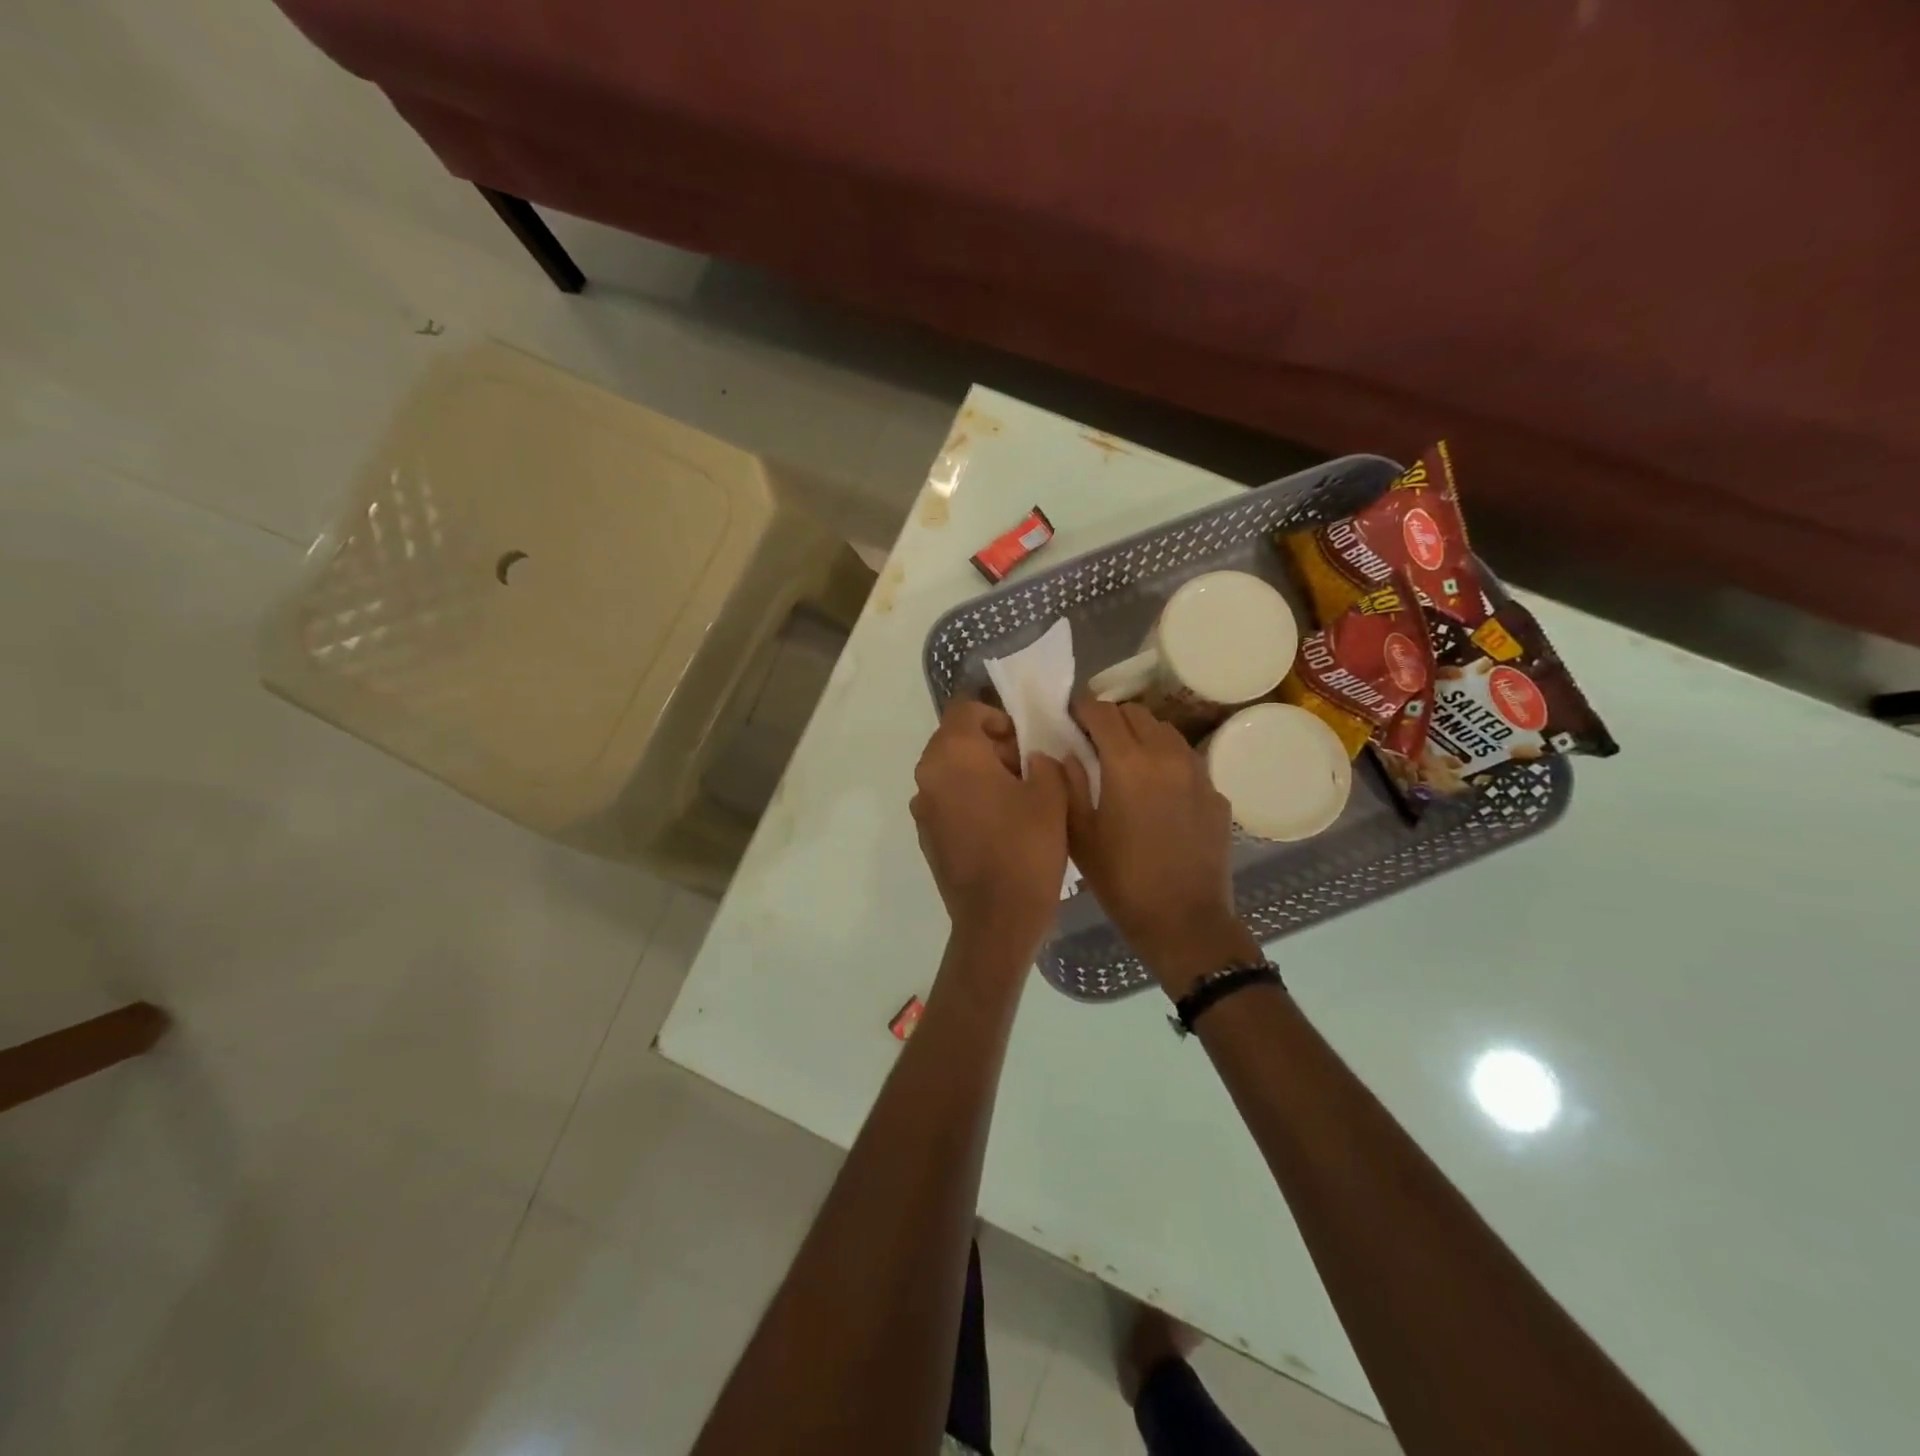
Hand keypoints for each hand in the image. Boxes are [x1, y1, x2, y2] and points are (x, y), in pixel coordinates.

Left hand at [911, 701, 1069, 965]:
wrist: (996, 920)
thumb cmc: (1026, 849)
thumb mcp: (1050, 794)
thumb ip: (1042, 761)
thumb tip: (1030, 759)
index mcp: (952, 755)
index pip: (965, 709)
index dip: (997, 717)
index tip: (1023, 741)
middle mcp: (927, 775)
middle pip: (955, 739)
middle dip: (990, 745)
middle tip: (1026, 769)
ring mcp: (922, 807)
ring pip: (950, 771)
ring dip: (979, 773)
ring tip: (1016, 798)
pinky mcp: (925, 835)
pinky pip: (947, 800)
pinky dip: (969, 799)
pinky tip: (998, 825)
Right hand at [1061, 699, 1261, 994]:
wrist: (1185, 921)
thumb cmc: (1122, 880)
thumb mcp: (1080, 835)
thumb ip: (1067, 784)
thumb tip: (1061, 753)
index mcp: (1127, 762)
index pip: (1102, 711)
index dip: (1082, 707)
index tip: (1070, 715)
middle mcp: (1166, 755)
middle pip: (1136, 713)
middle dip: (1111, 717)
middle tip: (1094, 737)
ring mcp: (1197, 773)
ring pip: (1166, 731)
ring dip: (1142, 734)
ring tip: (1127, 757)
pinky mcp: (1216, 793)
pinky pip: (1187, 760)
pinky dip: (1167, 760)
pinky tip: (1157, 789)